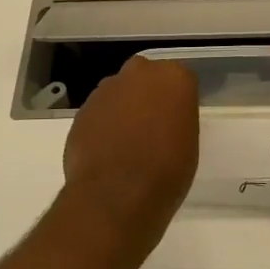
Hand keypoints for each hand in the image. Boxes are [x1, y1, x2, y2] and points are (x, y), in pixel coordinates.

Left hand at [61, 56, 199, 233]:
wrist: (116, 195)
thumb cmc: (166, 171)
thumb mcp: (187, 143)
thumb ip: (175, 119)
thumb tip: (162, 120)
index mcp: (173, 78)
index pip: (180, 80)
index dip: (177, 101)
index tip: (176, 121)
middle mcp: (138, 73)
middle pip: (145, 78)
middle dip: (146, 95)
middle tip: (152, 126)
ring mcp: (106, 90)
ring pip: (118, 93)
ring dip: (122, 109)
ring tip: (126, 143)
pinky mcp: (82, 109)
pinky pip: (98, 113)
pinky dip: (102, 126)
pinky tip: (106, 152)